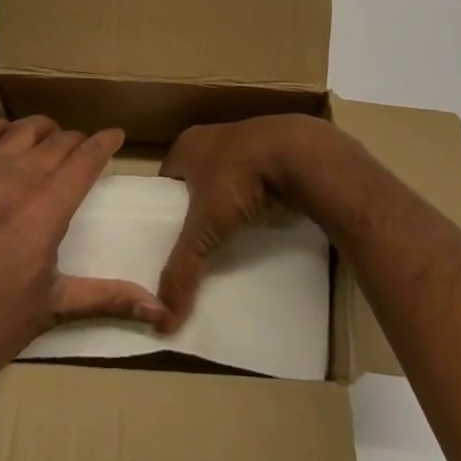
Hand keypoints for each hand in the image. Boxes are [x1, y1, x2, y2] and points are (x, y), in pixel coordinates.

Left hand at [0, 115, 167, 389]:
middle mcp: (20, 177)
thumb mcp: (51, 310)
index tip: (116, 135)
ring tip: (49, 143)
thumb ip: (105, 298)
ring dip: (44, 131)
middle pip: (59, 141)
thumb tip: (158, 309)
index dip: (105, 142)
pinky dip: (1, 128)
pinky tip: (4, 141)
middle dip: (78, 142)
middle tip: (82, 154)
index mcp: (49, 208)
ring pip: (25, 128)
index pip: (87, 158)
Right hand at [157, 113, 347, 329]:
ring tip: (224, 247)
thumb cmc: (238, 179)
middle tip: (194, 251)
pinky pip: (254, 187)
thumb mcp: (205, 227)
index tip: (164, 243)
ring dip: (227, 209)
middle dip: (196, 214)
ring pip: (226, 185)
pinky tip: (256, 231)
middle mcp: (212, 139)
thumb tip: (163, 320)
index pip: (164, 182)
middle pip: (195, 184)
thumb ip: (183, 268)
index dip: (162, 211)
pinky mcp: (273, 156)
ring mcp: (245, 145)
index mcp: (187, 145)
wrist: (299, 155)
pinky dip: (253, 206)